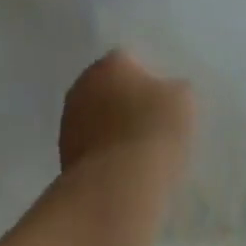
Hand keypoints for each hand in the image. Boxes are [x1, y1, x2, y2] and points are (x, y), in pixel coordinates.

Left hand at [59, 50, 196, 176]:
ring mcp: (68, 119)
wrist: (118, 185)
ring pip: (94, 115)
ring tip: (135, 150)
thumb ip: (173, 88)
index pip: (129, 60)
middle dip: (124, 100)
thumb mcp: (183, 100)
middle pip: (107, 86)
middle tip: (148, 123)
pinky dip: (101, 151)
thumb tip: (166, 91)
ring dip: (109, 126)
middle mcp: (82, 83)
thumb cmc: (153, 130)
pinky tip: (120, 168)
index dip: (147, 79)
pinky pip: (88, 144)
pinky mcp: (63, 152)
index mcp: (110, 63)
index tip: (161, 100)